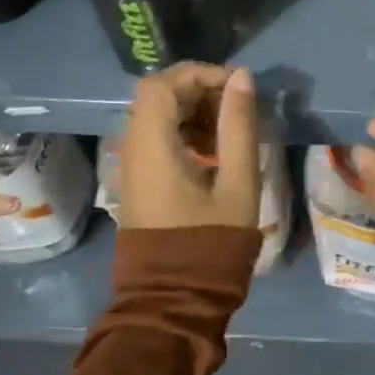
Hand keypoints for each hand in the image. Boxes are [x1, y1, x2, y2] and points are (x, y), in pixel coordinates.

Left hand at [116, 63, 260, 230]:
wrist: (174, 301)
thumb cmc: (211, 242)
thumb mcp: (237, 181)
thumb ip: (238, 125)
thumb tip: (241, 77)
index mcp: (152, 147)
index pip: (162, 84)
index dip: (199, 73)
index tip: (236, 86)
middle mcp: (133, 150)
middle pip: (158, 96)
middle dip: (199, 90)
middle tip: (236, 105)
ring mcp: (133, 167)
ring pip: (158, 115)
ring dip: (193, 110)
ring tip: (229, 129)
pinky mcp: (140, 181)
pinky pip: (157, 138)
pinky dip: (185, 131)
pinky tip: (214, 151)